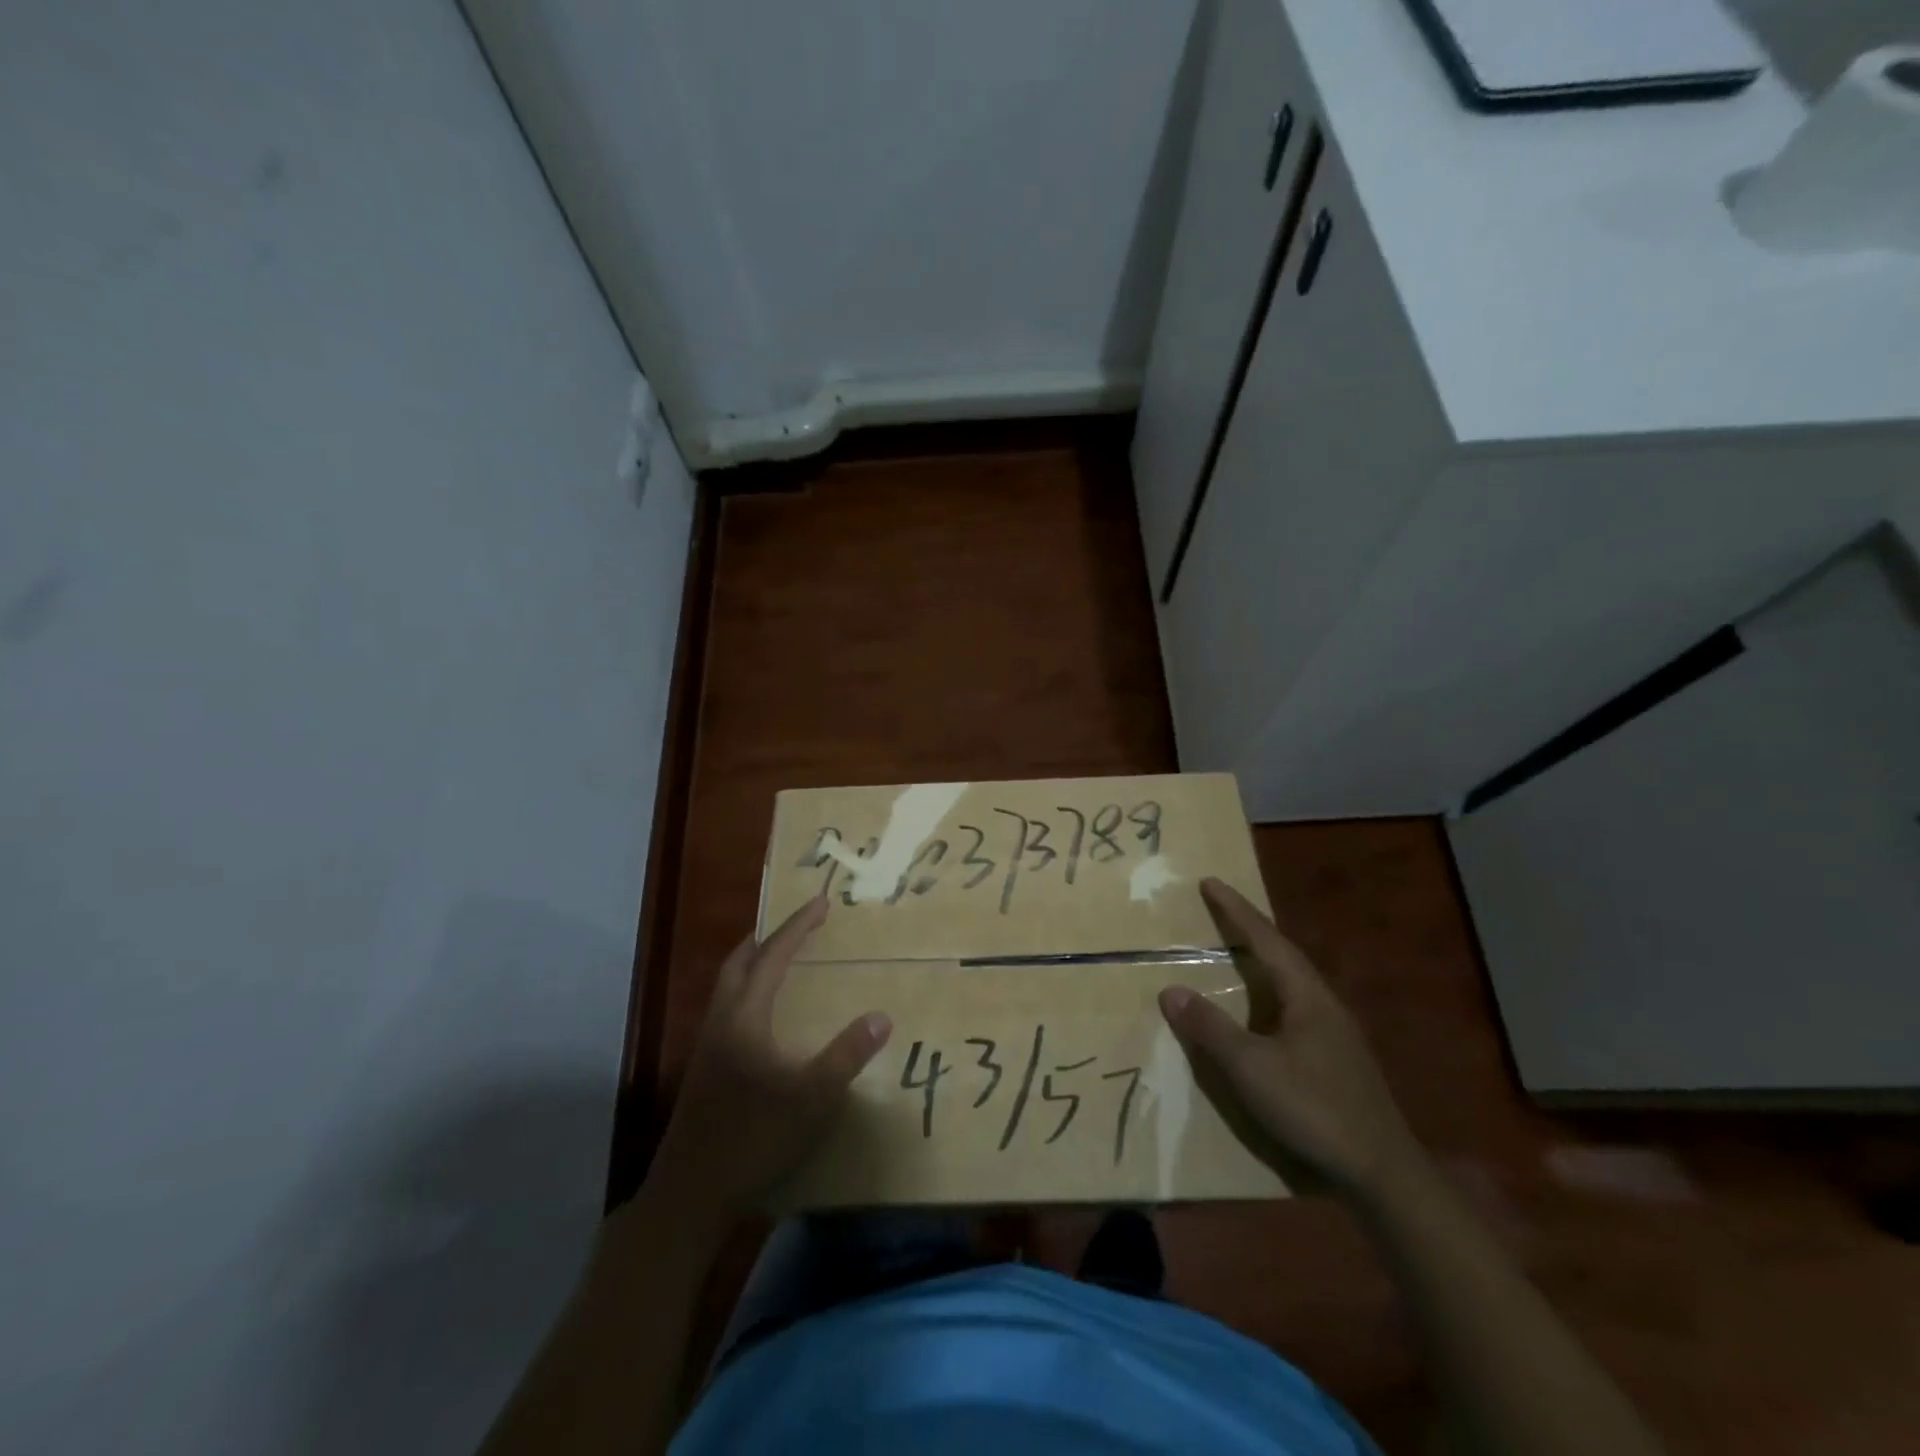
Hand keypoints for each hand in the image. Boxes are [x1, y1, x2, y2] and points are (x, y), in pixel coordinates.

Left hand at [647, 895, 891, 1222]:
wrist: (690, 1196)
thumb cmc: (752, 1139)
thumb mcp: (811, 1099)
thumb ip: (846, 1055)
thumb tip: (881, 1016)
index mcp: (744, 1018)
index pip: (773, 957)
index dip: (797, 927)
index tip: (820, 902)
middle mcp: (721, 1023)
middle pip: (738, 964)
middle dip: (766, 938)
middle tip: (795, 926)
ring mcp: (707, 1049)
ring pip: (728, 989)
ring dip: (754, 966)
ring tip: (782, 963)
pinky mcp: (704, 1074)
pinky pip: (728, 1012)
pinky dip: (748, 995)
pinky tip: (766, 1021)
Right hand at [1158, 878, 1423, 1200]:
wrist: (1382, 1173)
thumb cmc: (1314, 1110)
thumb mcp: (1252, 1069)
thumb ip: (1211, 1029)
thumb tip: (1171, 991)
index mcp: (1308, 997)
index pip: (1266, 941)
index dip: (1236, 911)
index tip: (1210, 882)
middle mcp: (1324, 1005)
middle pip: (1283, 955)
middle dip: (1249, 930)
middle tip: (1219, 909)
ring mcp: (1334, 1033)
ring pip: (1291, 982)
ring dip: (1261, 960)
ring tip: (1235, 950)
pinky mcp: (1336, 1059)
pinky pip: (1293, 1007)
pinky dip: (1268, 993)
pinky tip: (1260, 1010)